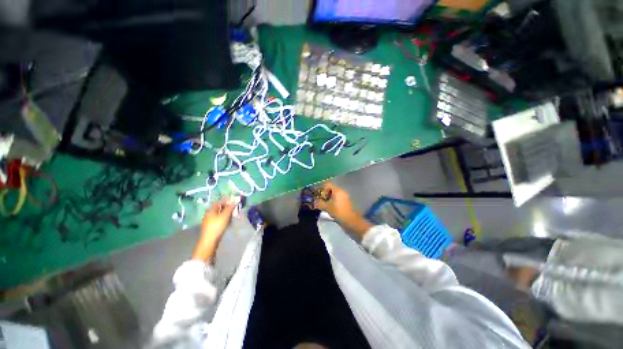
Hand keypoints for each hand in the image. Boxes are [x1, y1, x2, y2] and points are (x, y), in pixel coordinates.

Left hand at [192, 199, 235, 260]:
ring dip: (227, 214)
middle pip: (219, 209)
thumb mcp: (225, 215)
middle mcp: (209, 215)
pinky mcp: (211, 227)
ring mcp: (209, 221)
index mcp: (211, 210)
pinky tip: (228, 223)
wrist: (210, 241)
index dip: (226, 201)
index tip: (233, 201)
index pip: (219, 202)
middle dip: (227, 208)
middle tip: (235, 209)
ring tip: (233, 216)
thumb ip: (230, 208)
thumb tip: (235, 202)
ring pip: (220, 215)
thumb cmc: (217, 226)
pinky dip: (225, 220)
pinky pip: (219, 220)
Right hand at [314, 181, 355, 220]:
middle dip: (325, 194)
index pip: (328, 185)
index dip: (322, 190)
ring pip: (335, 194)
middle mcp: (342, 191)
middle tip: (321, 201)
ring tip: (326, 205)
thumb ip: (319, 203)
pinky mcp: (347, 201)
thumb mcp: (327, 207)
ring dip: (329, 198)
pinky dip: (334, 201)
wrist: (350, 220)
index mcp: (337, 190)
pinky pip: (338, 198)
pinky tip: (331, 208)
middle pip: (331, 189)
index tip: (319, 196)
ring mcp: (345, 196)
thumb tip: (314, 201)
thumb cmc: (338, 212)